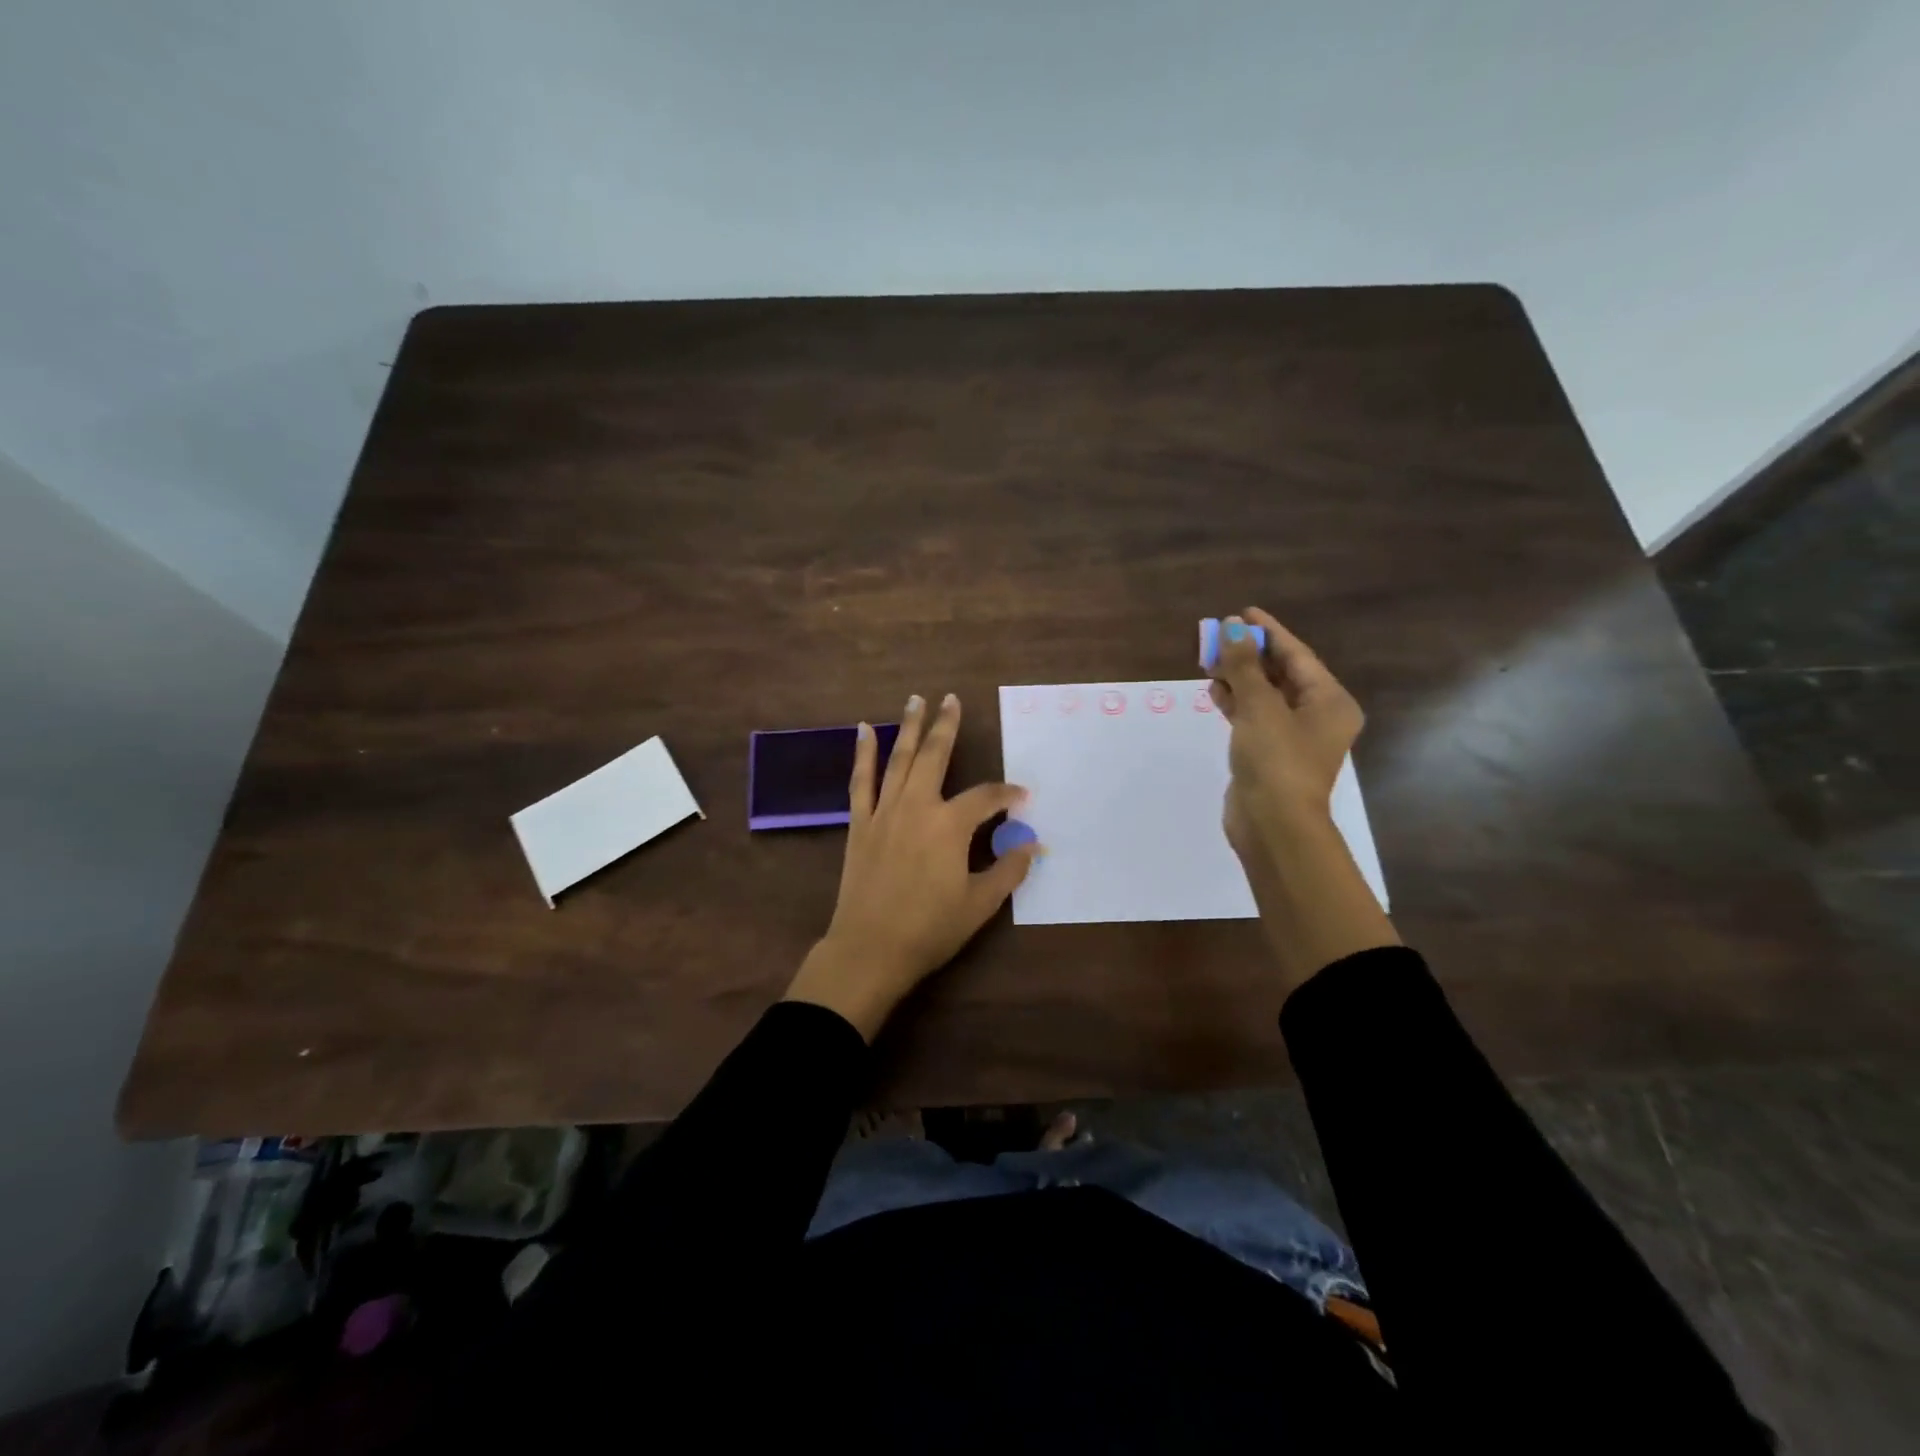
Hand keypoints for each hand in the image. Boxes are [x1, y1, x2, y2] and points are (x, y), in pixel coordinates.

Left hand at [783, 693, 1039, 1040]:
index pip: (986, 797)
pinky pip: (861, 781)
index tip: (1022, 796)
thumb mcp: (979, 904)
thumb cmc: (929, 929)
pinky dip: (863, 754)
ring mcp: (884, 811)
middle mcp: (917, 806)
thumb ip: (1008, 870)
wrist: (869, 949)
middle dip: (946, 726)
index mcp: (950, 825)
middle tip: (952, 699)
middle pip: (935, 756)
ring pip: (899, 759)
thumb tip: (1032, 844)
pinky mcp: (860, 823)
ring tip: (916, 700)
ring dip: (909, 727)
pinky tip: (863, 730)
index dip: (1008, 794)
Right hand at [1208, 608, 1363, 853]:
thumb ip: (1244, 666)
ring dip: (1239, 678)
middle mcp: (1317, 716)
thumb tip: (1232, 627)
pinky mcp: (1270, 753)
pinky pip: (1254, 717)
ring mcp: (1293, 737)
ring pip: (1265, 695)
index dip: (1268, 631)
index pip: (1297, 655)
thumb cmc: (1276, 760)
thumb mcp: (1259, 707)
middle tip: (1218, 637)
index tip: (1241, 612)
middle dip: (1249, 655)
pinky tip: (1214, 691)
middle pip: (1281, 673)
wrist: (1273, 825)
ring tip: (1209, 661)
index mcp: (1329, 701)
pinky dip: (1236, 702)